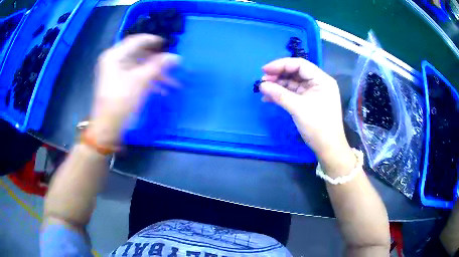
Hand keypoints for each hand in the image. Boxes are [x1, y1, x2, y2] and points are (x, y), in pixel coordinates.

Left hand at [89, 34, 178, 145]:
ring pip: (139, 67)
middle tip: (172, 64)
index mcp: (114, 55)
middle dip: (157, 61)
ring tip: (172, 83)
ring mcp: (115, 72)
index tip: (168, 44)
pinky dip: (148, 81)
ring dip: (155, 73)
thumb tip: (176, 57)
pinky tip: (162, 90)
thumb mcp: (140, 81)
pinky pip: (135, 76)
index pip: (136, 41)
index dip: (153, 40)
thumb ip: (158, 65)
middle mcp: (114, 61)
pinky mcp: (118, 83)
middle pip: (139, 54)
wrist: (107, 127)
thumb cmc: (121, 101)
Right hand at [260, 58, 351, 161]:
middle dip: (278, 75)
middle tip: (262, 81)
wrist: (328, 148)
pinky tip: (269, 98)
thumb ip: (279, 94)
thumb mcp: (298, 108)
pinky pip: (294, 93)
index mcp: (322, 80)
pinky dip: (282, 94)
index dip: (280, 65)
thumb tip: (261, 85)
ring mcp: (314, 93)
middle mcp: (319, 83)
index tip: (264, 70)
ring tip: (263, 90)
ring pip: (293, 83)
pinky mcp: (309, 102)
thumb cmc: (318, 126)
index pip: (299, 64)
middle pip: (296, 73)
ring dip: (278, 85)